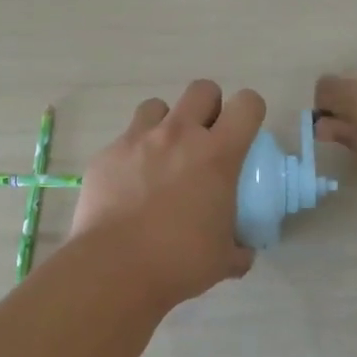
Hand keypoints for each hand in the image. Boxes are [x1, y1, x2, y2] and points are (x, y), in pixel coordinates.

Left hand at [70, 80, 265, 309]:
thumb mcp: (224, 259)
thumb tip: (243, 251)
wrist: (115, 268)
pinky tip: (130, 184)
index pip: (247, 104)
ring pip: (157, 106)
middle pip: (202, 89)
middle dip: (208, 107)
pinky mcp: (107, 154)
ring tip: (163, 155)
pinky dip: (133, 153)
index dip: (249, 112)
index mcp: (217, 154)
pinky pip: (125, 139)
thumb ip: (239, 248)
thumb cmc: (179, 261)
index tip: (244, 133)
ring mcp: (138, 140)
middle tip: (205, 140)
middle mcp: (179, 135)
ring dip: (166, 123)